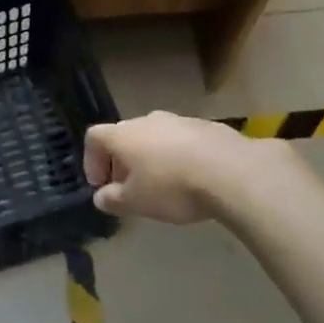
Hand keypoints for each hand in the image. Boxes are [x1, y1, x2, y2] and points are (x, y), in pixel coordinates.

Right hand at [84, 111, 293, 224]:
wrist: (231, 171)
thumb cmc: (172, 186)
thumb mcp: (136, 202)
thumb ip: (113, 199)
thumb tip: (101, 197)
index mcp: (123, 135)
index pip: (94, 137)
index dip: (91, 161)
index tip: (101, 186)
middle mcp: (147, 120)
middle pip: (125, 136)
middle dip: (122, 162)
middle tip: (130, 189)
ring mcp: (179, 120)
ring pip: (155, 138)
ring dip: (152, 158)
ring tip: (163, 186)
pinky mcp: (206, 126)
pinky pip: (182, 141)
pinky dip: (179, 157)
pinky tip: (192, 179)